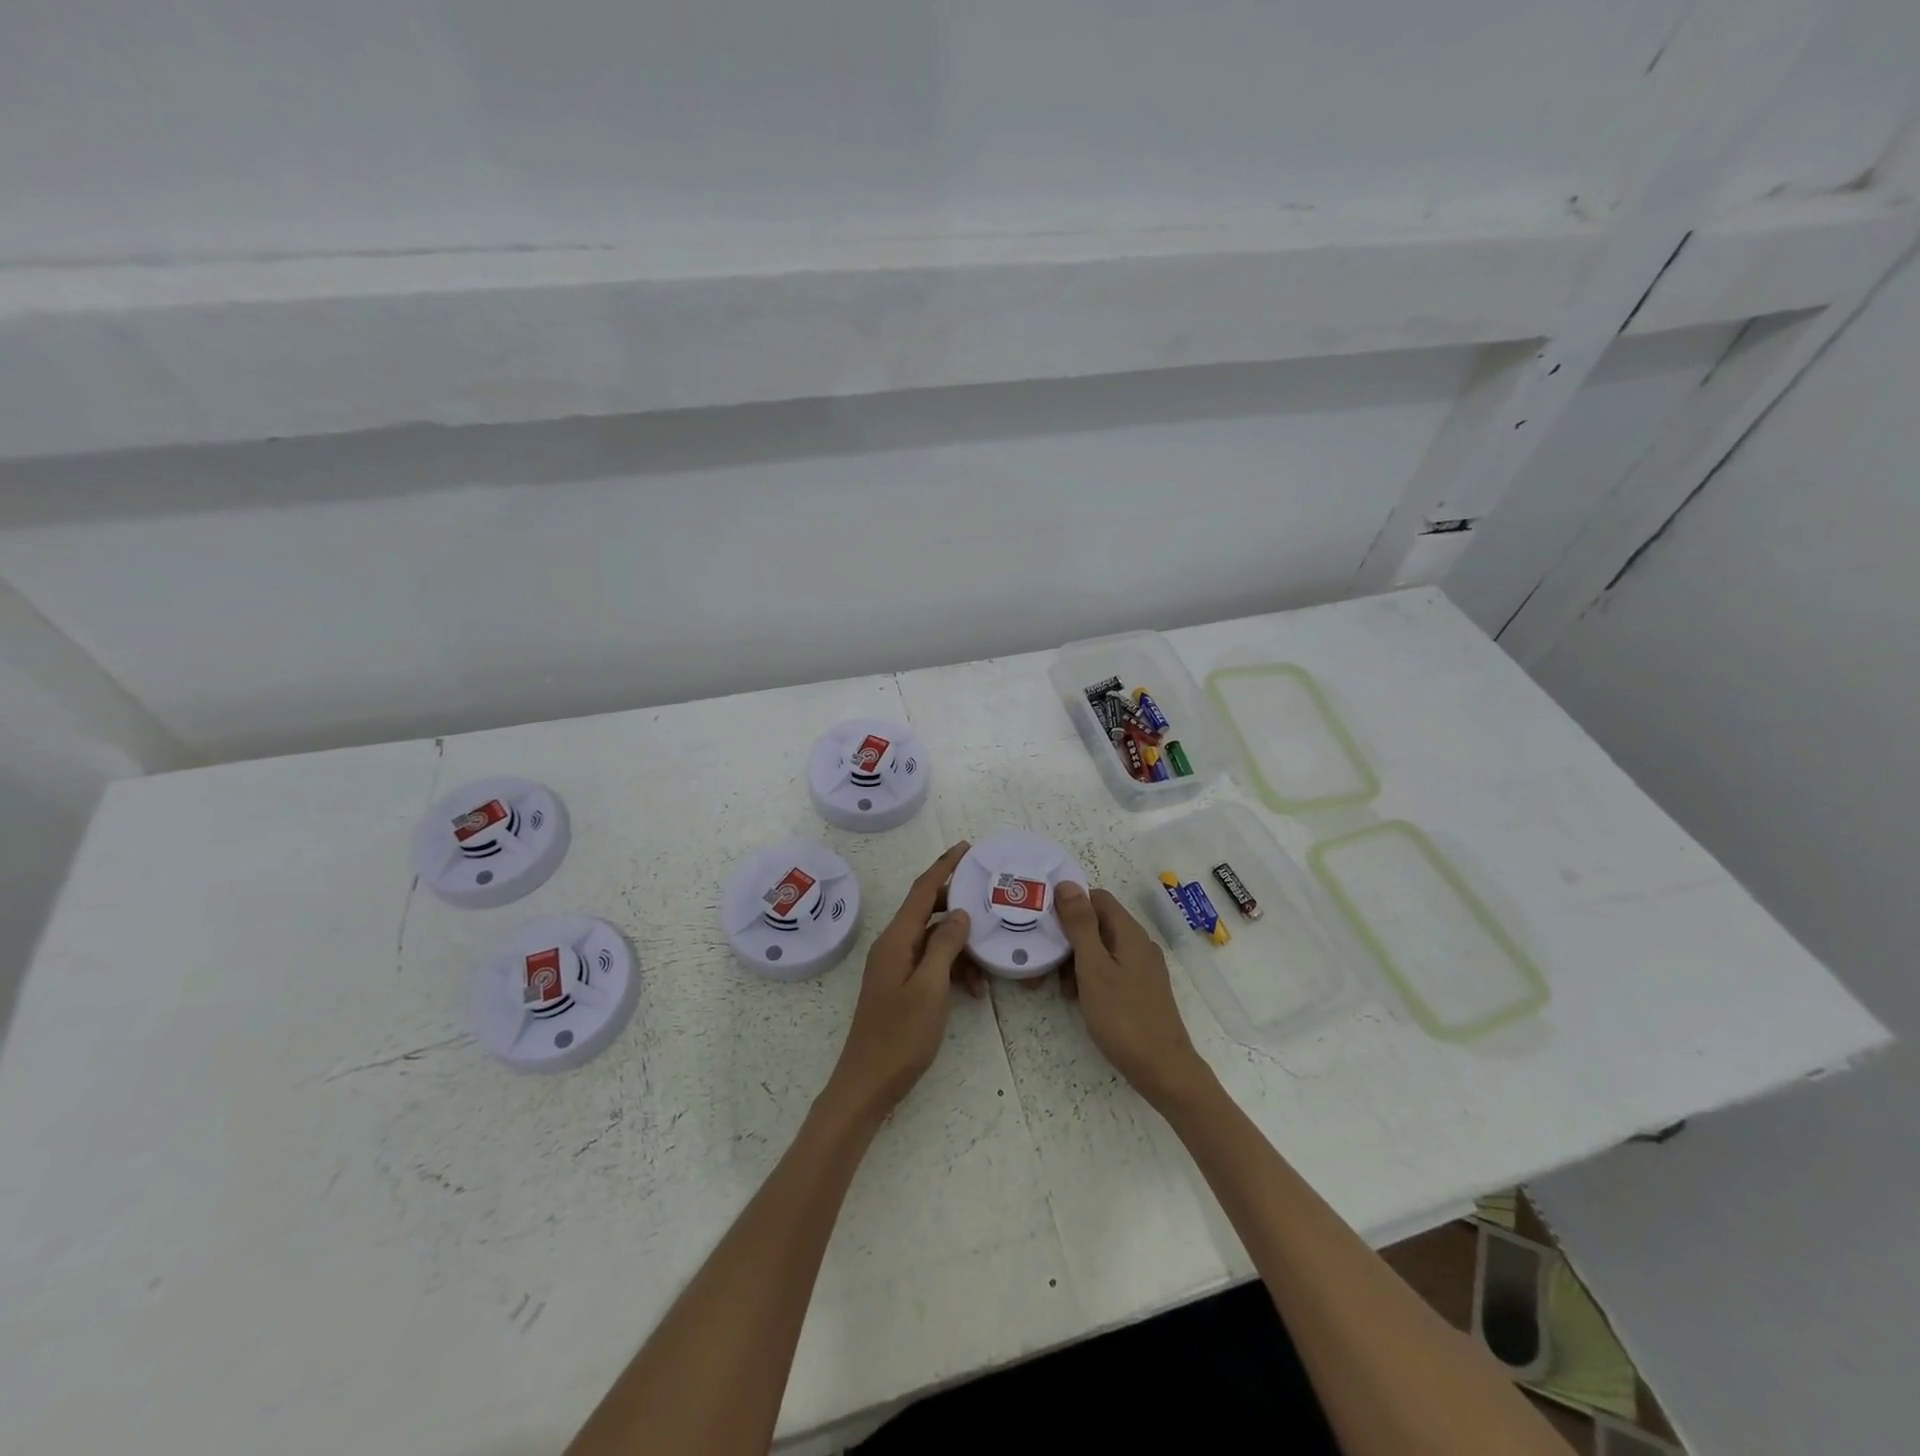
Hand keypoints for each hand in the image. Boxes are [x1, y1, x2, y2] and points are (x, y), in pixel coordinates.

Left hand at [826, 842, 974, 1119]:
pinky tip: (974, 991)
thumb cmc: (900, 1037)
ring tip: (988, 966)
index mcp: (895, 940)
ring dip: (961, 947)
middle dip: (957, 903)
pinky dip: (953, 969)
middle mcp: (893, 946)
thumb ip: (945, 946)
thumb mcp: (930, 988)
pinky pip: (931, 963)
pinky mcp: (901, 985)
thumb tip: (959, 913)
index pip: (922, 891)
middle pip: (927, 911)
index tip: (966, 847)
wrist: (867, 1084)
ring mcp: (895, 966)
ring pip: (934, 940)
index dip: (944, 866)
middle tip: (988, 897)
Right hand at [1053, 881, 1210, 1108]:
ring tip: (1061, 989)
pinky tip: (1079, 999)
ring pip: (1101, 949)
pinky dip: (1090, 977)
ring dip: (1076, 961)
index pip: (1097, 898)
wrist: (1163, 1070)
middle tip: (1045, 965)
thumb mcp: (1093, 968)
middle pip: (1097, 924)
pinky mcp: (1141, 989)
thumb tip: (1067, 884)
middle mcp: (1139, 944)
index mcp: (1129, 933)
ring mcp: (1142, 968)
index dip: (1070, 905)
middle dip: (1069, 939)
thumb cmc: (1123, 1017)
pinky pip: (1110, 969)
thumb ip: (1080, 925)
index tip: (1045, 925)